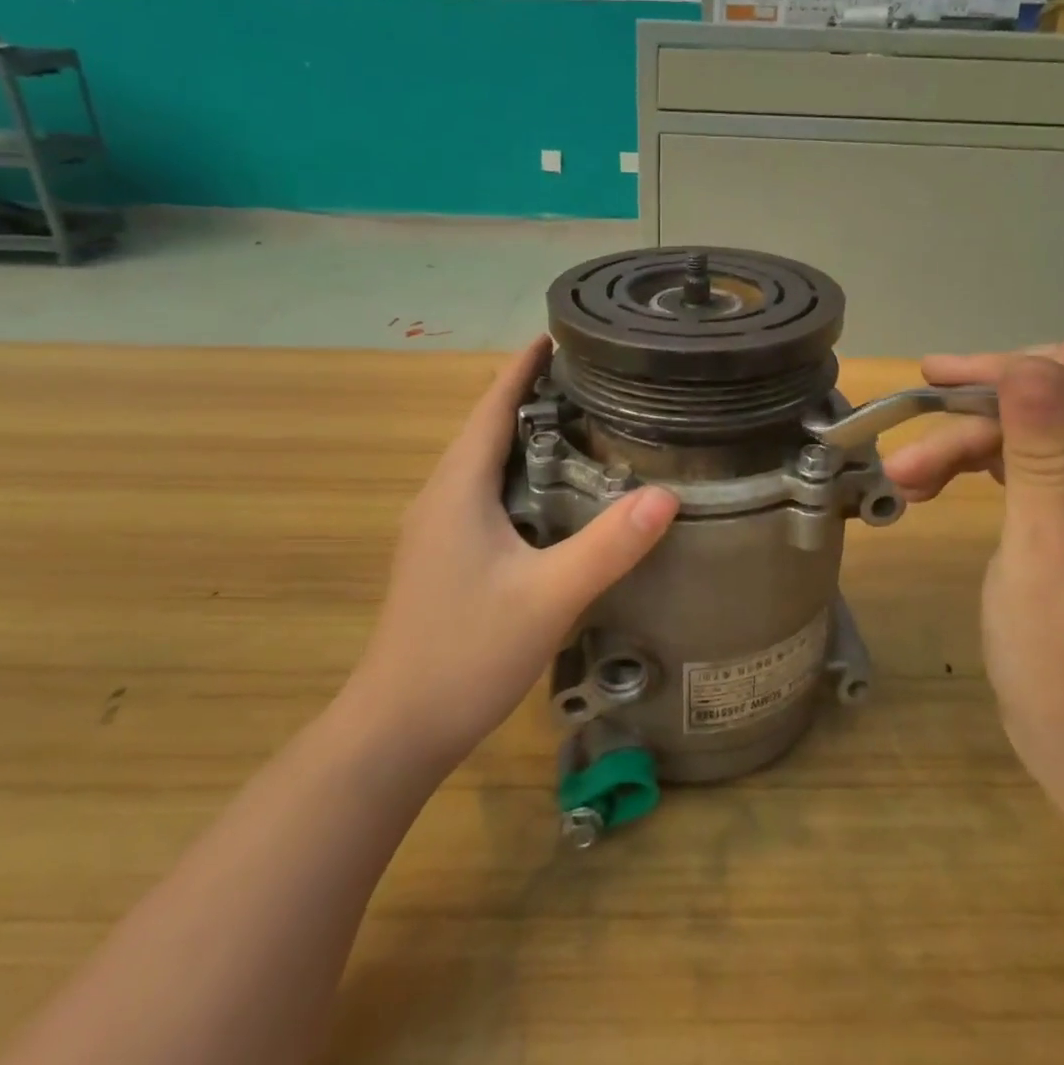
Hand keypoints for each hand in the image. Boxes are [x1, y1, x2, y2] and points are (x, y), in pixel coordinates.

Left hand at [342, 337, 677, 774]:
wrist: (396, 730)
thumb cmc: (464, 654)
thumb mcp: (547, 598)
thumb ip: (608, 547)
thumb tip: (667, 494)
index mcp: (457, 489)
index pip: (491, 406)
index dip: (524, 367)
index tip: (561, 333)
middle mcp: (442, 497)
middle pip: (489, 427)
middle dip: (536, 395)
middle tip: (598, 378)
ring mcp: (438, 529)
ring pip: (488, 463)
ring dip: (529, 435)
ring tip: (588, 422)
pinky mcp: (446, 556)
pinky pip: (488, 493)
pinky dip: (524, 473)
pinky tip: (560, 492)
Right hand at [884, 336, 1063, 822]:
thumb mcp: (1049, 559)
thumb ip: (1044, 455)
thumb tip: (1028, 363)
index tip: (1021, 373)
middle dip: (1014, 394)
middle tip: (934, 397)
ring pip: (1062, 422)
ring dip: (982, 433)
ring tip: (909, 466)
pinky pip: (1045, 457)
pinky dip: (987, 461)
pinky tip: (931, 480)